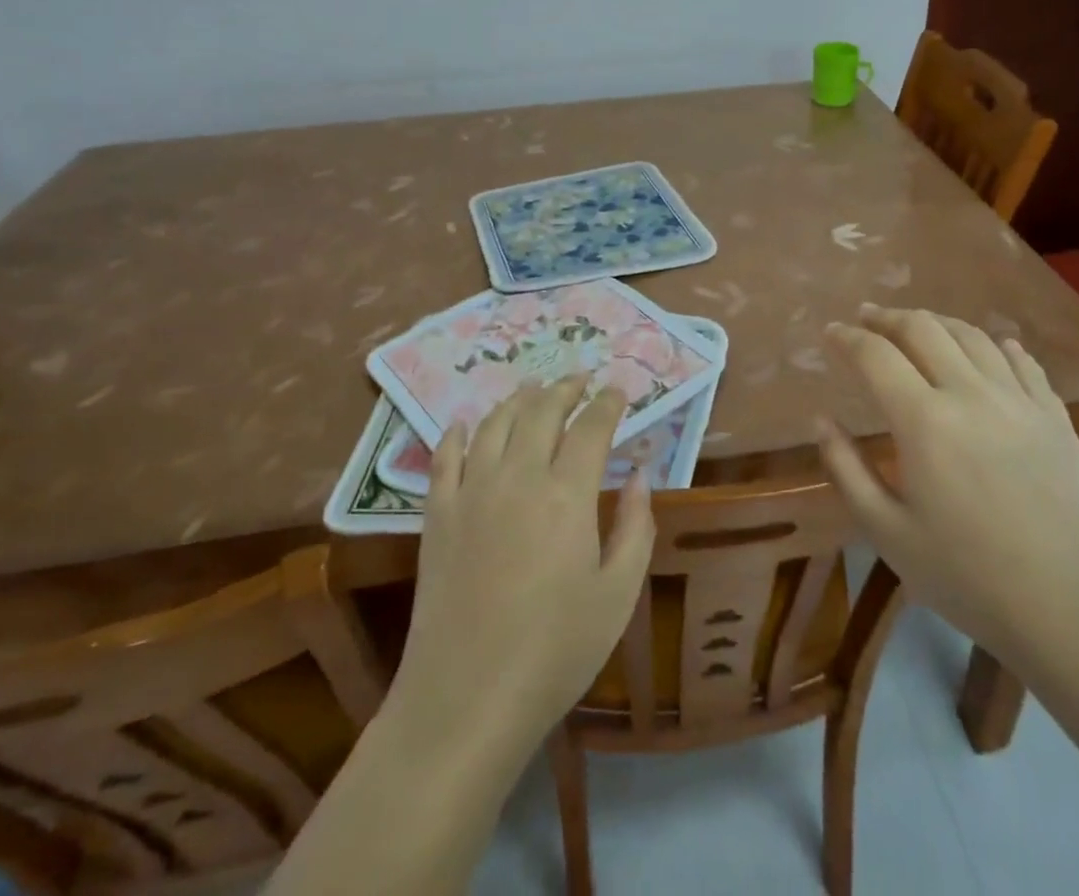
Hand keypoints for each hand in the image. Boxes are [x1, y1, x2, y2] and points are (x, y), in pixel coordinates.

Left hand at [394, 374, 654, 753]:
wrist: (465, 700)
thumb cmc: (555, 652)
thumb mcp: (618, 594)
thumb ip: (636, 526)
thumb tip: (641, 474)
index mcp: (567, 493)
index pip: (591, 427)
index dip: (608, 403)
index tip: (619, 389)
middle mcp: (518, 477)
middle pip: (541, 411)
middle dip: (565, 388)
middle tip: (580, 379)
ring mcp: (471, 492)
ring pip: (495, 424)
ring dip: (518, 399)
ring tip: (533, 388)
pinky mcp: (437, 516)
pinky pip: (444, 457)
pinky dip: (456, 433)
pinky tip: (464, 423)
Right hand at [819, 304, 1078, 671]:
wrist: (1075, 609)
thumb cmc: (969, 576)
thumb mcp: (887, 532)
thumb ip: (846, 468)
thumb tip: (821, 419)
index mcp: (923, 420)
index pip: (875, 355)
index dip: (848, 338)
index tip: (831, 332)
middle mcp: (970, 393)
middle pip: (923, 329)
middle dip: (888, 317)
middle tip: (867, 318)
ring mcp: (1018, 399)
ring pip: (972, 336)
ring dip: (936, 322)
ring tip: (918, 325)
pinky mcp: (1054, 415)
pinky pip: (1021, 361)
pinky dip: (996, 344)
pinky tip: (990, 346)